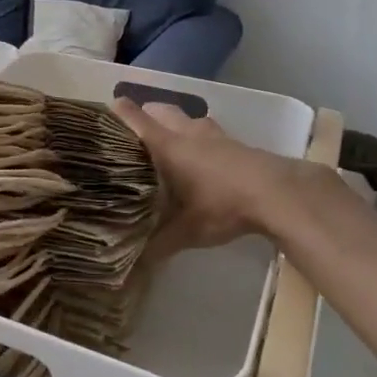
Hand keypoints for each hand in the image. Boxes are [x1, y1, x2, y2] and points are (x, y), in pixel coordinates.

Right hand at [114, 98, 332, 253]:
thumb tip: (128, 267)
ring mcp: (213, 134)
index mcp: (166, 145)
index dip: (114, 112)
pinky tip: (202, 159)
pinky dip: (199, 138)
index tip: (99, 120)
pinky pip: (208, 132)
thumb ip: (157, 245)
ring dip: (174, 125)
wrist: (278, 194)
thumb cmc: (222, 204)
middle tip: (132, 137)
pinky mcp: (235, 142)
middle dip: (144, 116)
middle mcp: (185, 131)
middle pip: (158, 109)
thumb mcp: (186, 231)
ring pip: (185, 118)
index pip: (132, 117)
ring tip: (167, 147)